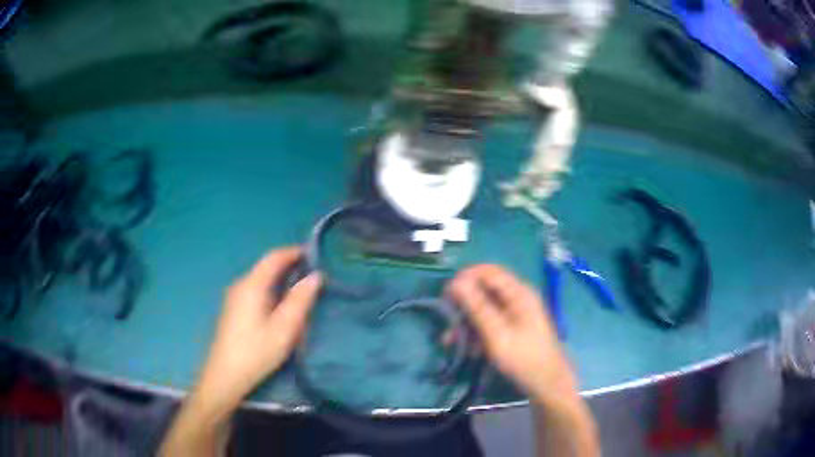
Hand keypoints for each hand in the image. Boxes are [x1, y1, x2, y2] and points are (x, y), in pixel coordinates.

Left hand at [194, 247, 321, 414]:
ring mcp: (234, 297)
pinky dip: (271, 291)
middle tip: (311, 276)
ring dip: (280, 280)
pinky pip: (255, 291)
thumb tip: (315, 276)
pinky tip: (280, 308)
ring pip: (261, 280)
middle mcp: (240, 285)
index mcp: (252, 285)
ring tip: (300, 292)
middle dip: (289, 267)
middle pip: (266, 267)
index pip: (273, 257)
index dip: (293, 252)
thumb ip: (300, 300)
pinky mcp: (233, 310)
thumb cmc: (256, 352)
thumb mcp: (284, 328)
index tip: (314, 254)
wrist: (225, 376)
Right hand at [446, 265, 576, 402]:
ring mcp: (516, 313)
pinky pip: (490, 322)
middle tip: (447, 320)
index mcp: (518, 293)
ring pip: (485, 308)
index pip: (488, 272)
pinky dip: (477, 332)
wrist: (547, 384)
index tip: (446, 295)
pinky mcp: (513, 328)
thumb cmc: (523, 358)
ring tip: (451, 340)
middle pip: (485, 290)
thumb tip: (456, 282)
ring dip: (467, 322)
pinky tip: (468, 349)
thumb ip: (477, 307)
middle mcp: (517, 298)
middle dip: (464, 304)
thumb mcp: (497, 333)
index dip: (465, 278)